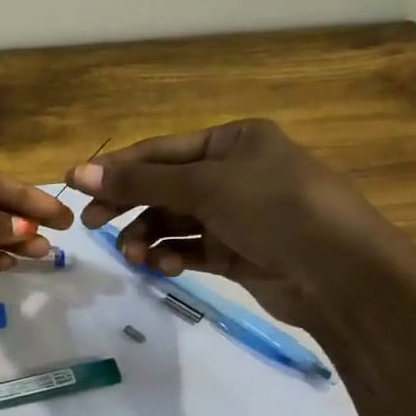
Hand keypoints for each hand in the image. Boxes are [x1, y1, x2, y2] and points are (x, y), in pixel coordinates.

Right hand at [69, 120, 415, 333]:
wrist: (341, 273)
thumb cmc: (276, 209)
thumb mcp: (207, 186)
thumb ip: (142, 181)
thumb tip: (79, 172)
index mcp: (233, 141)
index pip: (161, 151)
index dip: (117, 167)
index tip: (74, 185)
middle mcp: (234, 174)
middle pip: (164, 186)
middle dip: (129, 205)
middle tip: (93, 224)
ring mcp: (236, 215)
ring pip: (174, 221)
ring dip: (149, 236)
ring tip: (134, 255)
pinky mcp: (237, 253)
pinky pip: (190, 249)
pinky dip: (172, 256)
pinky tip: (165, 267)